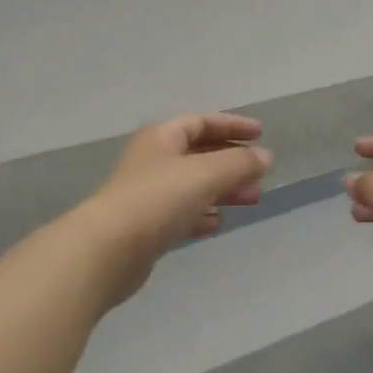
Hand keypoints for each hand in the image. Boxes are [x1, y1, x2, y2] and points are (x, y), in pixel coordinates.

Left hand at [82, 113, 272, 307]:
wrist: (107, 250)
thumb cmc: (157, 199)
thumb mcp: (206, 173)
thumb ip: (239, 163)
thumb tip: (265, 157)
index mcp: (162, 137)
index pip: (202, 122)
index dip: (232, 125)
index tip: (260, 134)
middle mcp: (154, 160)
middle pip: (199, 154)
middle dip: (232, 162)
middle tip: (260, 175)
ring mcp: (148, 194)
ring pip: (194, 185)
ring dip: (223, 189)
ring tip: (252, 199)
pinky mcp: (146, 227)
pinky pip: (182, 213)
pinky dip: (202, 214)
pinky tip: (218, 223)